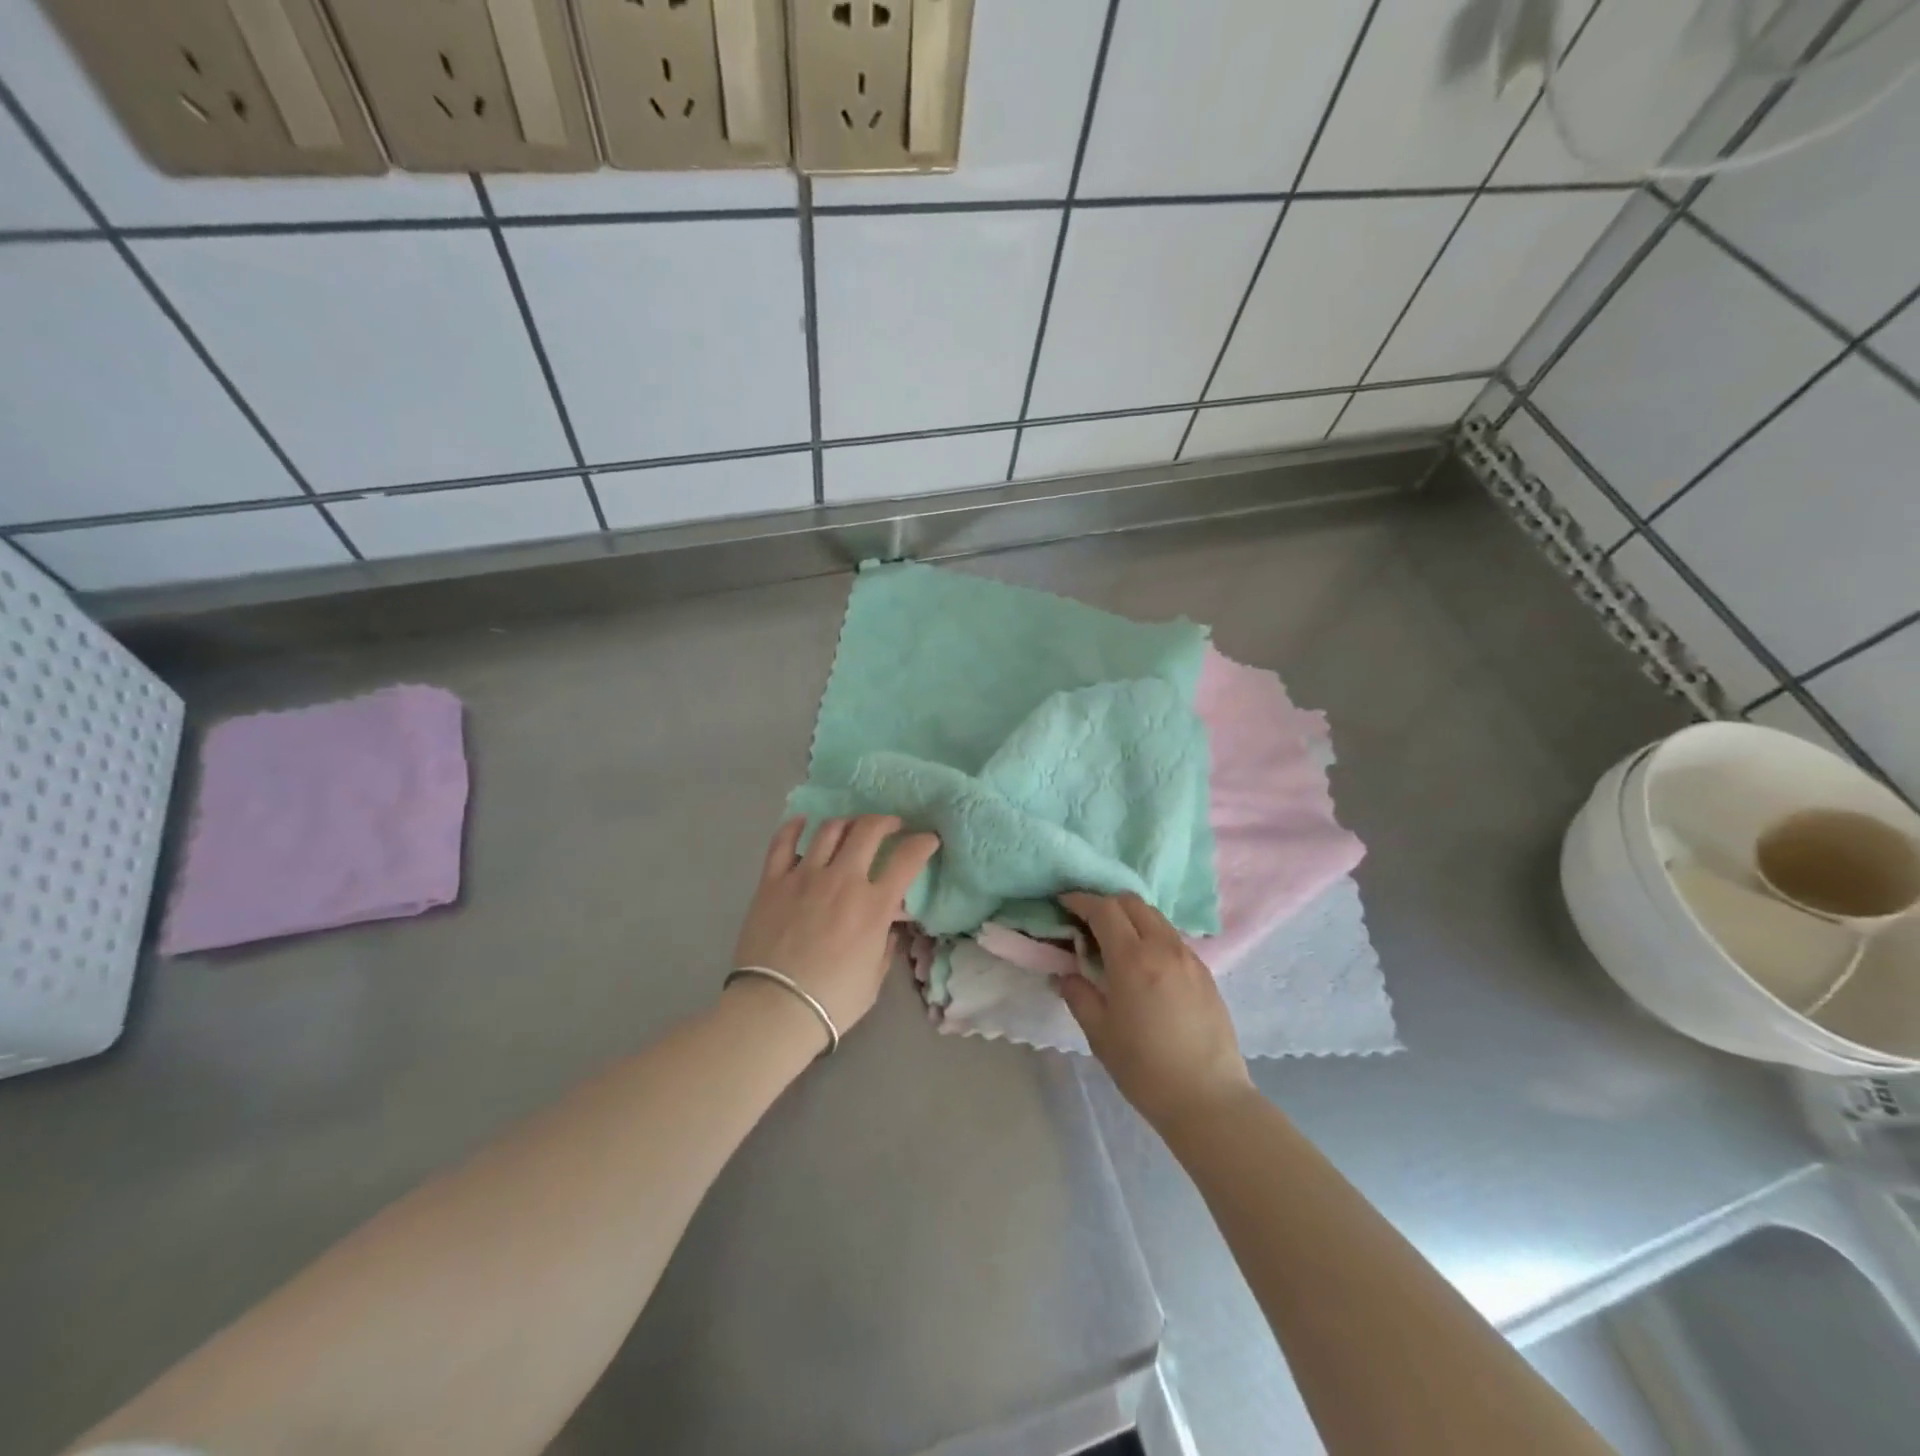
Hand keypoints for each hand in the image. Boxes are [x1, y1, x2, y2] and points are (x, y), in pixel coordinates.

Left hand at [731, 815, 939, 1044]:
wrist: (774, 1009)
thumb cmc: (833, 1000)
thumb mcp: (874, 977)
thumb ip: (885, 945)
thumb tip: (888, 926)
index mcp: (873, 905)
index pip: (908, 858)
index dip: (923, 843)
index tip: (928, 840)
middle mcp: (843, 880)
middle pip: (869, 830)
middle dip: (886, 822)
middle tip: (891, 826)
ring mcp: (805, 876)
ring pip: (830, 829)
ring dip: (847, 822)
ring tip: (852, 827)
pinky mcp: (772, 882)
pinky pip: (782, 843)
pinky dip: (794, 828)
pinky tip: (802, 823)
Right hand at [1058, 891, 1252, 1131]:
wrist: (1208, 1098)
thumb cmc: (1145, 1068)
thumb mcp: (1099, 1034)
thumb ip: (1079, 995)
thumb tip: (1067, 974)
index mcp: (1132, 959)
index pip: (1104, 909)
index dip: (1081, 901)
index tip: (1064, 903)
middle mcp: (1163, 947)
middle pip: (1132, 903)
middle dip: (1106, 903)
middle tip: (1087, 922)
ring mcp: (1189, 957)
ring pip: (1155, 917)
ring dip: (1131, 917)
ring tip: (1115, 941)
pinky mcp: (1205, 972)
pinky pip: (1172, 938)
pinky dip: (1152, 935)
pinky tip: (1144, 963)